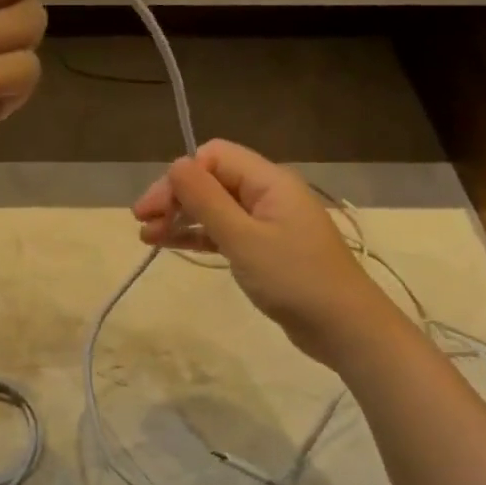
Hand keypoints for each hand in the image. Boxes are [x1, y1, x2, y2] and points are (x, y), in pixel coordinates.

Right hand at [133, 139, 373, 366]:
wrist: (344, 327)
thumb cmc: (294, 278)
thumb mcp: (243, 238)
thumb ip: (207, 200)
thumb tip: (175, 165)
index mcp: (269, 181)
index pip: (213, 157)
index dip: (179, 177)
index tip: (153, 209)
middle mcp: (268, 193)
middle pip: (212, 180)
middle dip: (175, 198)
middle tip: (142, 224)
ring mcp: (268, 221)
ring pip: (215, 207)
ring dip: (181, 218)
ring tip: (147, 238)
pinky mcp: (266, 248)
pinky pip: (225, 231)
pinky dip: (198, 236)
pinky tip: (171, 245)